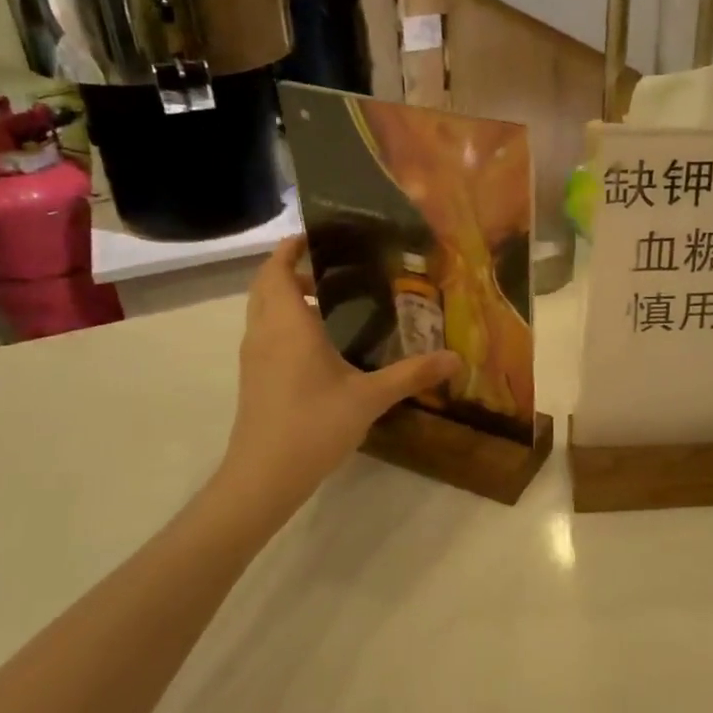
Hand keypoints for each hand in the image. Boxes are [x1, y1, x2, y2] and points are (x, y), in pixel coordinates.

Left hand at [218, 238, 458, 500]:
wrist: (263, 477)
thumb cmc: (313, 426)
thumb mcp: (370, 397)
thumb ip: (413, 374)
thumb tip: (457, 358)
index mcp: (288, 325)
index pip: (276, 269)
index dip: (290, 247)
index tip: (316, 234)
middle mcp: (265, 333)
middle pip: (266, 286)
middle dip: (292, 270)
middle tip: (335, 267)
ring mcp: (255, 357)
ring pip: (264, 311)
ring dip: (288, 298)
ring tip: (334, 301)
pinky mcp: (255, 378)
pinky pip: (267, 334)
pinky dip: (286, 323)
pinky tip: (322, 344)